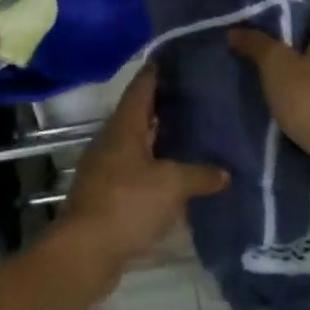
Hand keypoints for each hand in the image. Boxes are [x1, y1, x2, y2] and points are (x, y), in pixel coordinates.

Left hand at [57, 67, 227, 275]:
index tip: (175, 59)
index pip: (141, 87)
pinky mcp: (106, 192)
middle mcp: (111, 139)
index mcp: (124, 126)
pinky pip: (134, 169)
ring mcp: (105, 166)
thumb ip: (199, 174)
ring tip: (191, 134)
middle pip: (139, 113)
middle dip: (163, 105)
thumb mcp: (171, 186)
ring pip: (136, 142)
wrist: (85, 251)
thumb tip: (225, 172)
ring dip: (159, 138)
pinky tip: (174, 175)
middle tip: (195, 97)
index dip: (156, 72)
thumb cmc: (127, 204)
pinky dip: (153, 166)